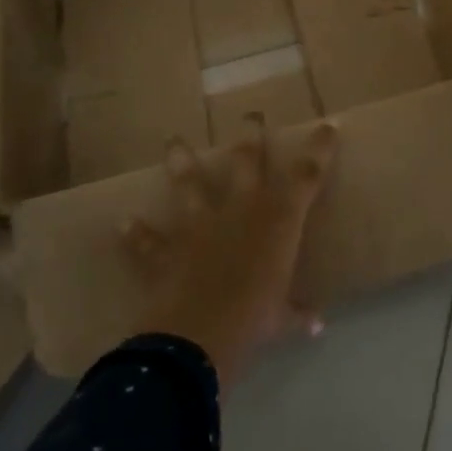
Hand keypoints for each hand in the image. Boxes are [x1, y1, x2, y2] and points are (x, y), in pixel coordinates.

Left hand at [125, 118, 337, 393]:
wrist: (198, 335)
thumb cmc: (254, 319)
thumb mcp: (282, 318)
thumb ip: (298, 314)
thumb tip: (318, 325)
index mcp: (278, 220)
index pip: (307, 175)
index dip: (319, 149)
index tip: (327, 127)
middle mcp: (240, 209)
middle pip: (247, 160)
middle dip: (250, 134)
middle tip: (250, 115)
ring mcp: (200, 224)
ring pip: (190, 183)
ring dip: (181, 161)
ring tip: (174, 141)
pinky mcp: (168, 248)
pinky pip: (148, 240)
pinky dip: (136, 234)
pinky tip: (124, 224)